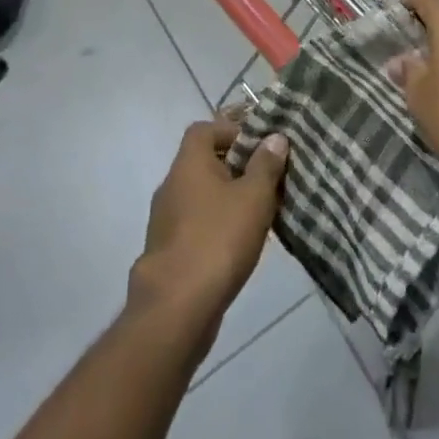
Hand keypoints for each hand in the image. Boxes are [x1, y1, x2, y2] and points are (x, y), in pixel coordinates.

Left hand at [129, 119, 288, 335]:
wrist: (175, 308)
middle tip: (266, 180)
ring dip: (227, 199)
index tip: (259, 146)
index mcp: (188, 163)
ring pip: (201, 196)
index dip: (232, 131)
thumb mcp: (254, 197)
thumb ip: (266, 165)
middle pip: (204, 162)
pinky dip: (216, 226)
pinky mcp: (167, 251)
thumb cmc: (218, 239)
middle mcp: (171, 184)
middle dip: (236, 167)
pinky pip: (196, 224)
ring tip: (259, 213)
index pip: (205, 129)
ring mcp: (165, 220)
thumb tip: (274, 137)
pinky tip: (239, 244)